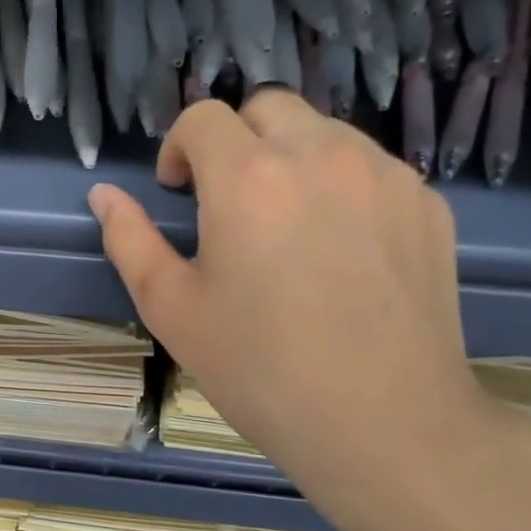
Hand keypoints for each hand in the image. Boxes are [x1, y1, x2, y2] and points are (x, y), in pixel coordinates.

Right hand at [90, 92, 512, 530]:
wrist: (383, 424)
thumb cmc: (259, 370)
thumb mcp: (171, 309)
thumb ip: (129, 240)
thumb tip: (103, 195)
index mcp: (248, 177)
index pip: (203, 117)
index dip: (178, 147)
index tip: (178, 192)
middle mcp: (320, 154)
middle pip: (267, 106)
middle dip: (235, 140)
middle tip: (229, 202)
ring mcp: (384, 174)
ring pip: (324, 133)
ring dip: (290, 159)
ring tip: (286, 227)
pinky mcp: (427, 204)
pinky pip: (371, 169)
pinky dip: (342, 187)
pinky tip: (341, 252)